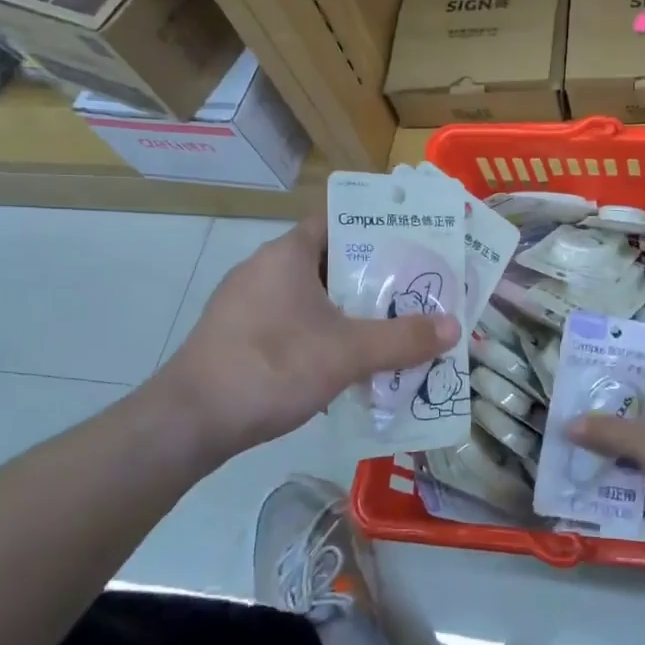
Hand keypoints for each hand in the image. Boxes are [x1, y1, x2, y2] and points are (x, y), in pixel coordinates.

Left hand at [156, 215, 459, 463]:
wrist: (189, 422)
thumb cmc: (271, 367)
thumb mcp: (348, 353)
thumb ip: (403, 339)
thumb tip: (455, 327)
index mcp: (288, 254)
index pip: (338, 221)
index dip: (377, 229)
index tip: (413, 245)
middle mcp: (265, 269)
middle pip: (331, 261)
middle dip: (372, 277)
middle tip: (415, 291)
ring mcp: (246, 303)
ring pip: (312, 296)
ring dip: (348, 310)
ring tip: (390, 328)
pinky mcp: (237, 335)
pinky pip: (292, 322)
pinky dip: (322, 333)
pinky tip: (346, 362)